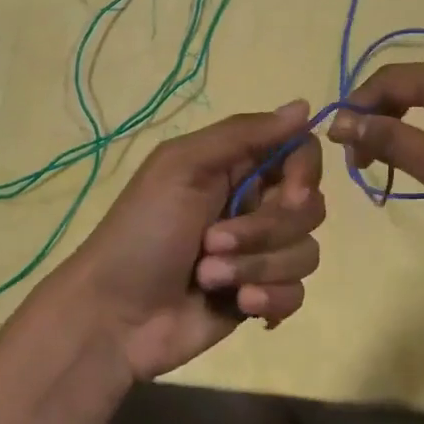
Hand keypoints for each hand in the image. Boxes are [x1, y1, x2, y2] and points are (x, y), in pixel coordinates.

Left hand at [52, 100, 324, 380]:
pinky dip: (270, 298)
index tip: (290, 194)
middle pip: (309, 207)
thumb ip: (243, 134)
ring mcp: (260, 254)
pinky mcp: (261, 296)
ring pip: (305, 252)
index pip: (301, 152)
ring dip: (256, 266)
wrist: (114, 318)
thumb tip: (305, 106)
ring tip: (209, 277)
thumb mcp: (182, 167)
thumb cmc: (142, 233)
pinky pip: (296, 292)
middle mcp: (256, 206)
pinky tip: (238, 305)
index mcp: (237, 168)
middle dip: (264, 231)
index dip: (305, 173)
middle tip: (212, 241)